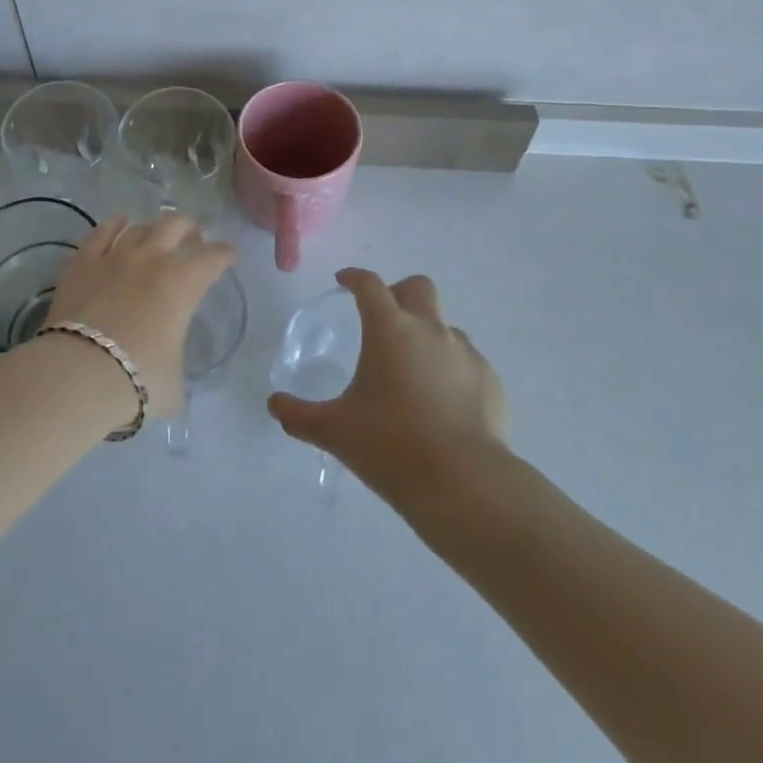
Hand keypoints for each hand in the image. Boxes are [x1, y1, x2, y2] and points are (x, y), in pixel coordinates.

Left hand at [46, 214, 234, 418]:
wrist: (79, 372)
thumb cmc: (137, 379)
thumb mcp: (174, 384)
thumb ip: (176, 367)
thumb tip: (168, 373)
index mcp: (184, 283)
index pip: (214, 257)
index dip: (225, 254)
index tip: (227, 257)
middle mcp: (153, 258)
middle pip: (177, 224)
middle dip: (190, 229)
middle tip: (192, 241)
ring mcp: (115, 255)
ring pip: (140, 227)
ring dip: (153, 231)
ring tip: (154, 239)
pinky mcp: (83, 261)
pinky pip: (102, 231)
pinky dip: (114, 225)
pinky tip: (118, 224)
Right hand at [268, 267, 507, 498]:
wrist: (466, 484)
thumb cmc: (391, 447)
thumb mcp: (335, 431)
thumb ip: (299, 415)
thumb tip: (273, 405)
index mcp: (389, 329)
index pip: (370, 285)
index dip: (355, 277)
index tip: (344, 281)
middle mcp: (429, 329)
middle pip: (417, 287)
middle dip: (398, 293)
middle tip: (383, 317)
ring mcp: (464, 352)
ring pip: (444, 325)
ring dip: (426, 334)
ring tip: (413, 371)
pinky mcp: (489, 380)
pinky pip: (466, 360)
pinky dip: (451, 368)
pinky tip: (442, 401)